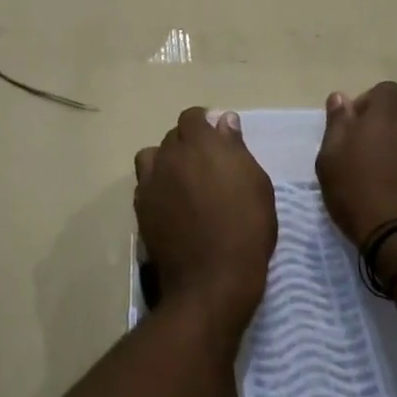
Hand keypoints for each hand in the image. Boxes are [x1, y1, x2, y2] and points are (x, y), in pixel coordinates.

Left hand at [135, 109, 276, 325]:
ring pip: (152, 157)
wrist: (212, 278)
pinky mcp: (141, 207)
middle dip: (187, 143)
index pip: (192, 117)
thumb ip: (236, 148)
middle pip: (172, 137)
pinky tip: (171, 203)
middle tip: (207, 165)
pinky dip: (156, 185)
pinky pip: (145, 184)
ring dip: (166, 161)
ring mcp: (151, 182)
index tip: (218, 139)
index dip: (204, 124)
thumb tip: (225, 120)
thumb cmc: (246, 228)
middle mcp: (170, 155)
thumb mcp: (256, 184)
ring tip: (183, 180)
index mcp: (201, 144)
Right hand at [316, 82, 396, 245]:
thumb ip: (337, 123)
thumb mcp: (330, 158)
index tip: (354, 123)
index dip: (368, 101)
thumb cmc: (356, 192)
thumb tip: (340, 98)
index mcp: (386, 115)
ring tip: (383, 158)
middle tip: (370, 136)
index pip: (385, 89)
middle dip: (390, 112)